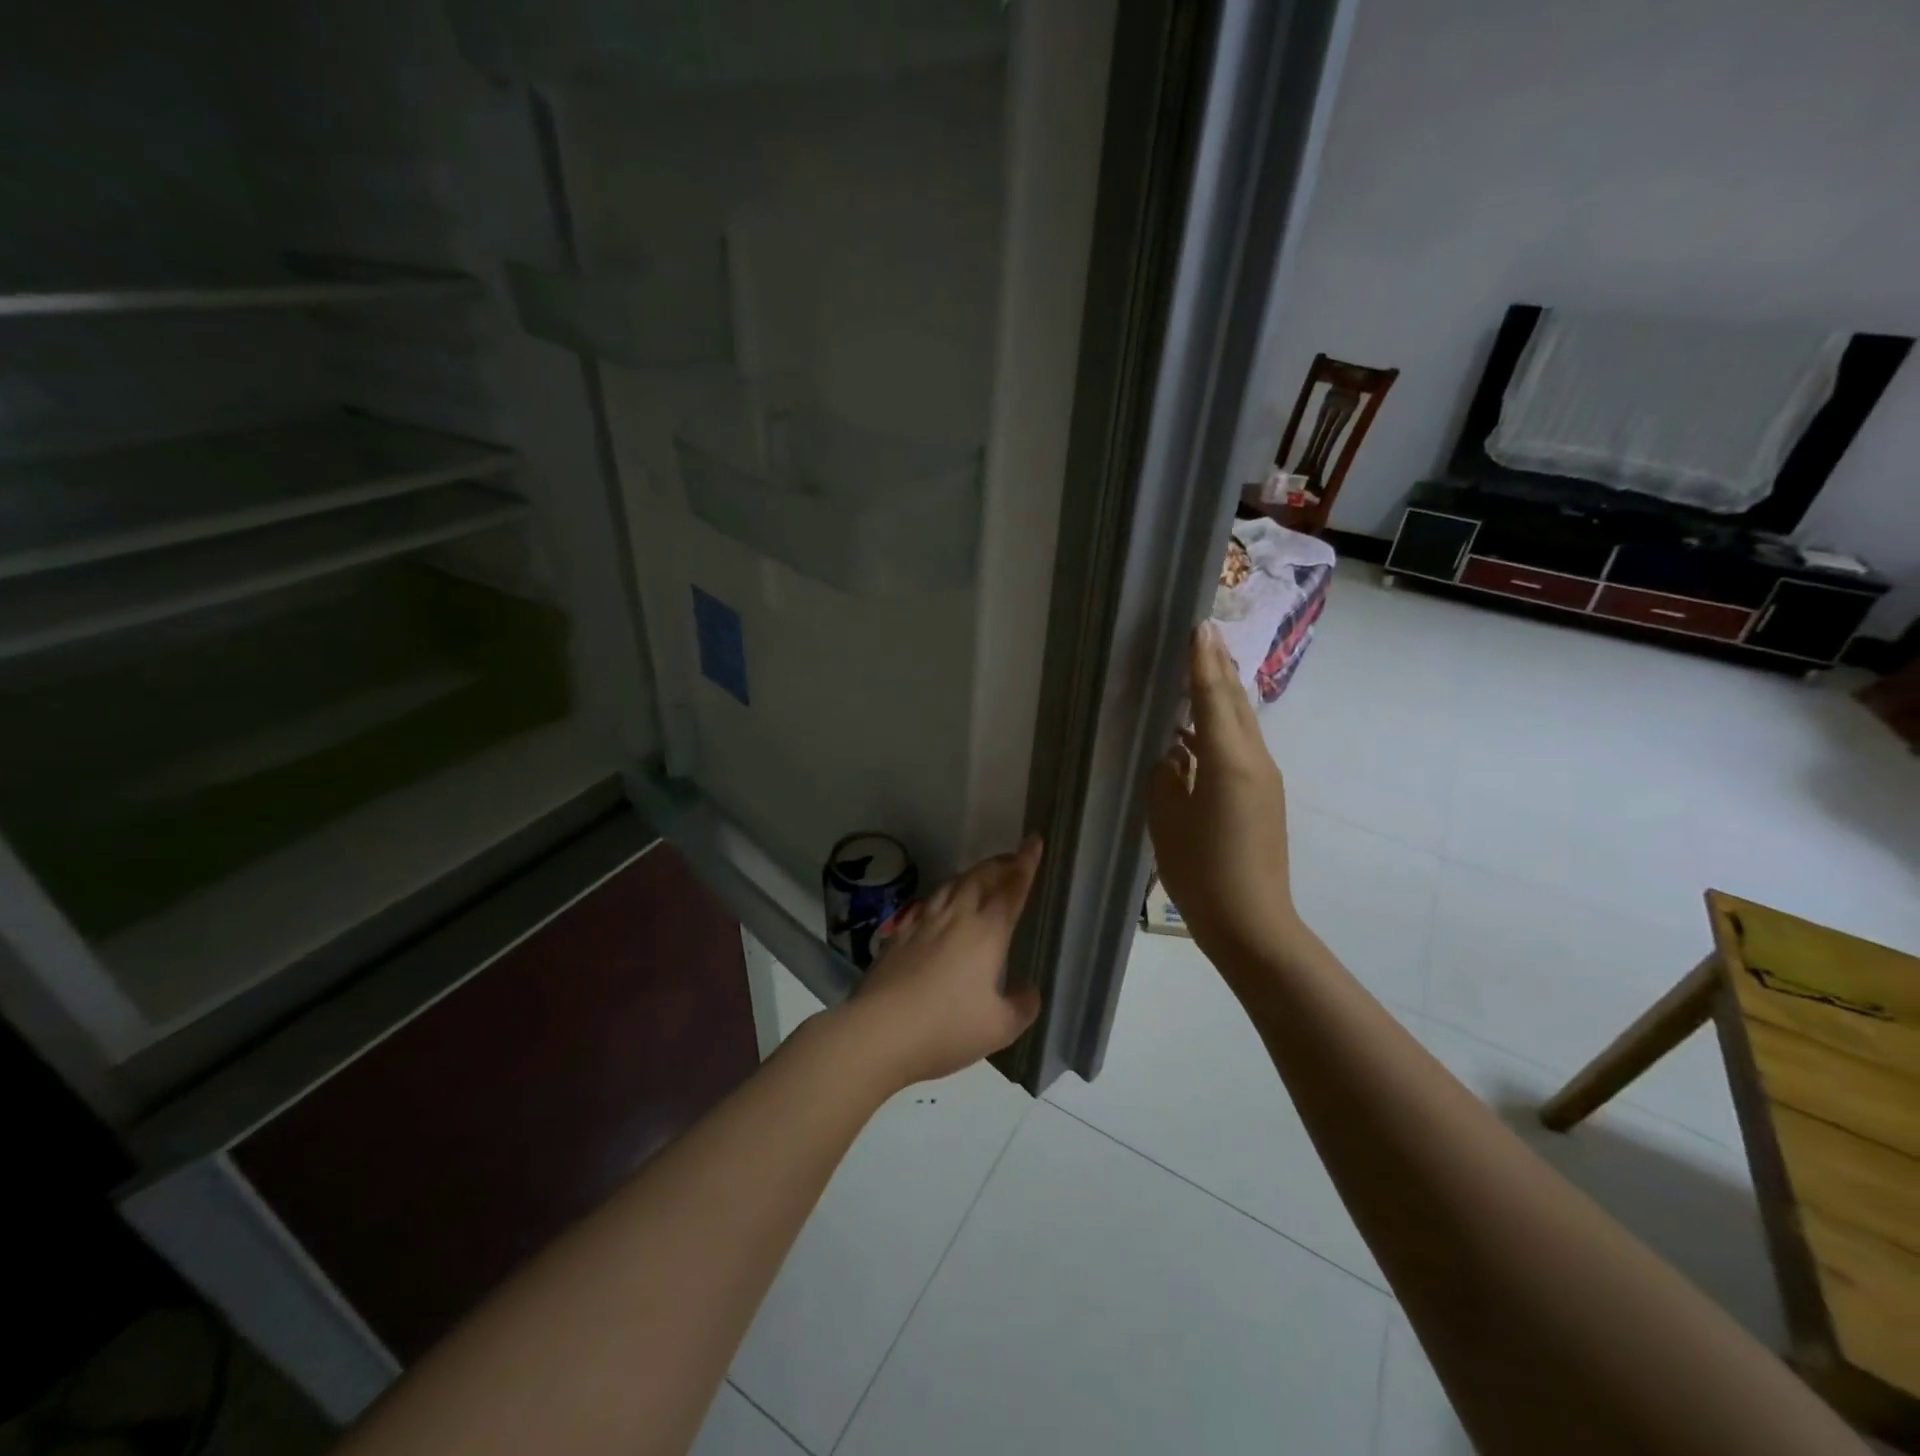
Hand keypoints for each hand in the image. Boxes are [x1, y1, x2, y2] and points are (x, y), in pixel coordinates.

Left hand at [842, 836, 1045, 1087]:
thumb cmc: (947, 1029)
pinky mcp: (898, 935)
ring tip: (981, 875)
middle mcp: (956, 918)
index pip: (1012, 889)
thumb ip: (1022, 1007)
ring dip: (971, 875)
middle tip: (1013, 858)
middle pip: (980, 878)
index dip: (1026, 864)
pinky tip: (938, 903)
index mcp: (987, 933)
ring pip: (951, 886)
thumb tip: (1029, 990)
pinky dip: (941, 895)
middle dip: (999, 864)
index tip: (1034, 840)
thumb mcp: (999, 1028)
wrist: (880, 1031)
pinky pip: (926, 903)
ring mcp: (923, 923)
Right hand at [1146, 622, 1304, 966]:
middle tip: (1205, 634)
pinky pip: (1241, 747)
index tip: (1198, 627)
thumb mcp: (1167, 820)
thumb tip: (1173, 755)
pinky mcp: (1263, 796)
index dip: (1202, 663)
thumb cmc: (1200, 871)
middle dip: (1219, 667)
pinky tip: (1200, 731)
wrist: (1251, 921)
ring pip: (1241, 724)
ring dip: (1222, 695)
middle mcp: (1253, 760)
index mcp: (1227, 761)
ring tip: (1204, 668)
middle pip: (1234, 703)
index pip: (1212, 698)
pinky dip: (1222, 727)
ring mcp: (1263, 778)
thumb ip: (1166, 777)